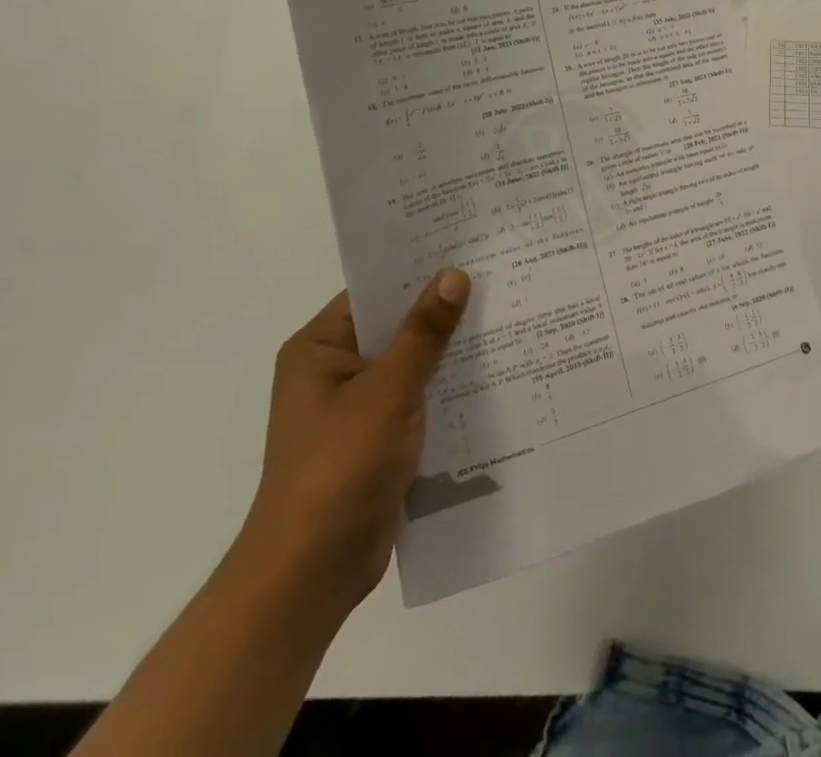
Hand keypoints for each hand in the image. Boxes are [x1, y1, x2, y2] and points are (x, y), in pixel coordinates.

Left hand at [234, 267, 469, 619]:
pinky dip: (448, 386)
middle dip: (443, 309)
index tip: (469, 248)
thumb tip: (454, 274)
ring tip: (509, 316)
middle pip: (397, 326)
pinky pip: (419, 396)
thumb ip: (424, 332)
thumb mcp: (388, 391)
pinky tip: (493, 372)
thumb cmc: (339, 467)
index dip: (419, 270)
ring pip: (413, 362)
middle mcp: (335, 371)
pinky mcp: (379, 438)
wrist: (311, 573)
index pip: (375, 292)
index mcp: (320, 349)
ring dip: (451, 350)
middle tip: (501, 277)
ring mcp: (357, 407)